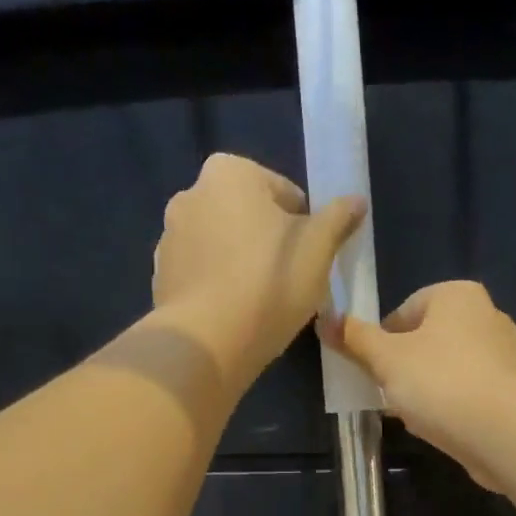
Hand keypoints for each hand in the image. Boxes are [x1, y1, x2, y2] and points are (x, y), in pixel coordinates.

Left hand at [152, 153, 365, 381]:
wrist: (208, 342)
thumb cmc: (269, 283)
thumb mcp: (318, 248)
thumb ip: (338, 218)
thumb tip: (356, 200)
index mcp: (229, 172)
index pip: (283, 192)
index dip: (304, 225)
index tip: (310, 258)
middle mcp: (190, 194)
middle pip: (247, 216)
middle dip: (268, 241)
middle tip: (290, 280)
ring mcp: (169, 237)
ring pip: (222, 246)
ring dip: (241, 263)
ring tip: (262, 302)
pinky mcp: (160, 277)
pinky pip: (201, 276)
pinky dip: (218, 287)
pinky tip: (235, 315)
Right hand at [326, 280, 515, 490]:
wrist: (504, 432)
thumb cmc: (440, 382)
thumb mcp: (386, 359)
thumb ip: (355, 338)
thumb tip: (325, 318)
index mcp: (458, 295)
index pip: (405, 310)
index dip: (382, 341)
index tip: (373, 370)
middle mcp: (487, 315)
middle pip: (427, 340)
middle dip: (404, 367)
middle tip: (388, 394)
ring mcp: (504, 354)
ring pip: (447, 369)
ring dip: (426, 390)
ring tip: (414, 415)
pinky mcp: (512, 390)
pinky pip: (468, 393)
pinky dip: (451, 406)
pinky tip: (440, 428)